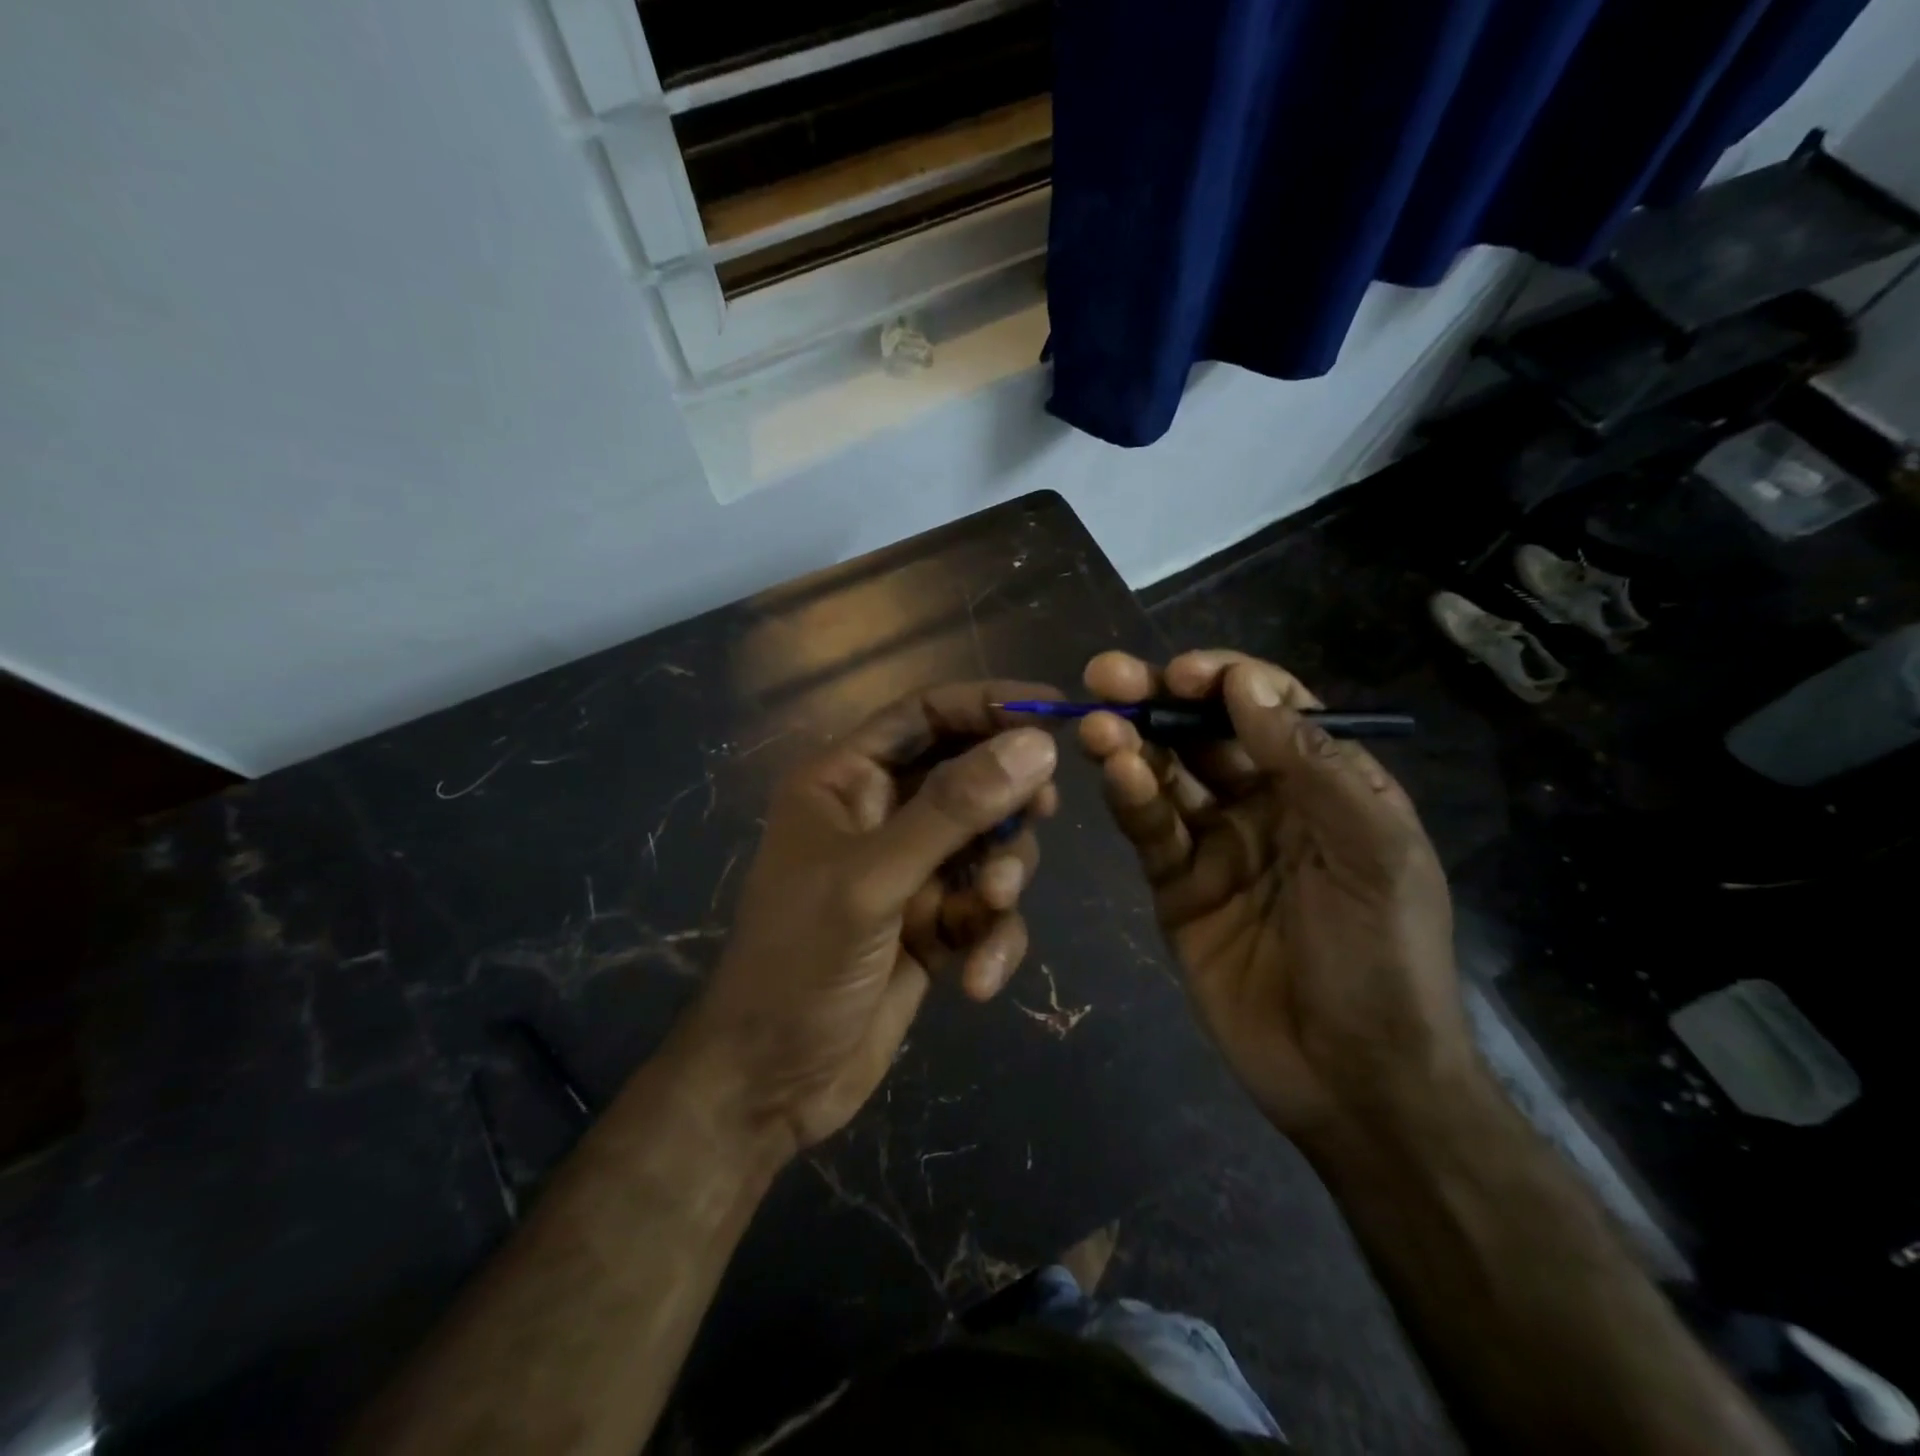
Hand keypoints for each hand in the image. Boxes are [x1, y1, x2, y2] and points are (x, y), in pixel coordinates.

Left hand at [685, 682, 1061, 1156]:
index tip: (1056, 711)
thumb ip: (953, 810)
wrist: (771, 1084)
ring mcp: (910, 872)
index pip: (925, 714)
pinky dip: (992, 937)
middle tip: (1040, 812)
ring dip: (1000, 877)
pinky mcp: (933, 925)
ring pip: (988, 844)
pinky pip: (985, 909)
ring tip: (985, 910)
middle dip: (1006, 800)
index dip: (988, 704)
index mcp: (846, 781)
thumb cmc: (801, 963)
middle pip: (969, 776)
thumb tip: (1036, 744)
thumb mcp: (873, 879)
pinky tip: (975, 978)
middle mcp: (882, 815)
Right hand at [1079, 650, 1474, 1137]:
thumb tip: (1247, 685)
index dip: (1225, 681)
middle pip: (1204, 734)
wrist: (1353, 1081)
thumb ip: (1312, 763)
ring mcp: (1218, 845)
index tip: (1183, 675)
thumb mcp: (1371, 850)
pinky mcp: (1177, 886)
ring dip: (1132, 744)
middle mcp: (1267, 803)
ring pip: (1166, 776)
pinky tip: (1115, 775)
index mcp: (1326, 784)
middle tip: (1107, 676)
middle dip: (1159, 700)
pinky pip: (1150, 831)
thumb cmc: (1382, 957)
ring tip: (1098, 726)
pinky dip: (1130, 799)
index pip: (1269, 708)